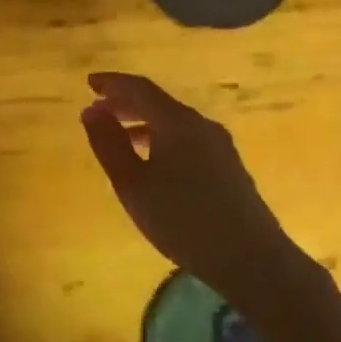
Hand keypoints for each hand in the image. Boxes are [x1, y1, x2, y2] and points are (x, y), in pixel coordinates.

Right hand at [80, 72, 311, 317]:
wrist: (251, 258)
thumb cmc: (182, 219)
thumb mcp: (133, 184)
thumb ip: (109, 144)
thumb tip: (91, 110)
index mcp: (176, 121)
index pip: (140, 88)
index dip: (113, 83)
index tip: (90, 83)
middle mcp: (200, 124)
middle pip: (158, 103)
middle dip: (126, 104)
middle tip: (99, 111)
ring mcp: (219, 145)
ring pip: (174, 123)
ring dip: (143, 125)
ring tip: (120, 141)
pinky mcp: (229, 167)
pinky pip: (187, 140)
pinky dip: (162, 140)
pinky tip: (154, 166)